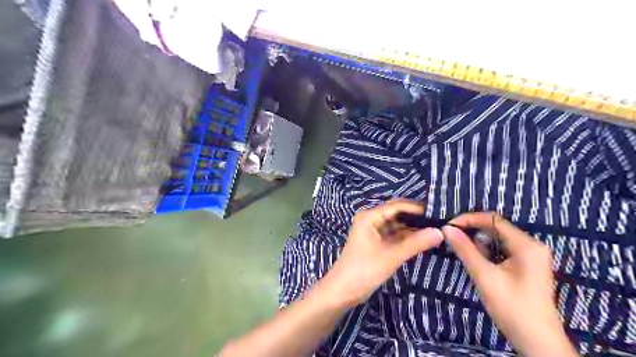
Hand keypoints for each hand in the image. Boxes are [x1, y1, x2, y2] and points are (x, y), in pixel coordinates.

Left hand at [323, 200, 442, 308]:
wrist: (343, 291)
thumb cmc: (364, 270)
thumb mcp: (391, 256)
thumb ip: (416, 243)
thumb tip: (441, 232)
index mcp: (370, 216)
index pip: (397, 205)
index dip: (417, 208)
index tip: (439, 213)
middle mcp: (371, 219)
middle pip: (397, 212)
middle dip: (416, 216)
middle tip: (440, 220)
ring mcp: (374, 230)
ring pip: (397, 223)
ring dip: (413, 226)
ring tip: (437, 228)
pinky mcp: (377, 241)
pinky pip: (395, 234)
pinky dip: (408, 236)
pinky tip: (424, 238)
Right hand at [444, 213, 576, 355]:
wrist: (537, 343)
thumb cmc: (512, 308)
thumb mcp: (484, 276)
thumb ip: (465, 249)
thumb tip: (447, 228)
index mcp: (526, 245)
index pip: (493, 220)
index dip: (469, 219)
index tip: (448, 226)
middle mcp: (531, 245)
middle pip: (496, 228)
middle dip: (472, 232)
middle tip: (452, 240)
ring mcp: (530, 256)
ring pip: (497, 239)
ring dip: (479, 244)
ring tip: (467, 256)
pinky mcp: (527, 266)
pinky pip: (502, 250)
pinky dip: (487, 253)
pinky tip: (479, 264)